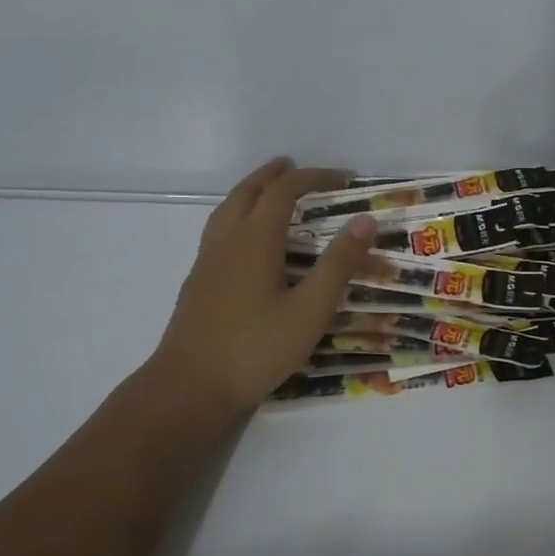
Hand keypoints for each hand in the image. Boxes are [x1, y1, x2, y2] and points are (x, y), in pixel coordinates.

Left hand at [150, 158, 375, 413]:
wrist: (189, 388)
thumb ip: (338, 264)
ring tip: (268, 192)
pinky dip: (237, 215)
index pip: (284, 191)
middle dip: (274, 175)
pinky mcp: (198, 283)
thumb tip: (365, 220)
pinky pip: (218, 230)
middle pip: (248, 192)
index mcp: (255, 240)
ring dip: (250, 192)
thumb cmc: (256, 349)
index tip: (344, 178)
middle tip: (295, 168)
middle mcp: (227, 241)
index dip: (314, 177)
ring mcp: (207, 262)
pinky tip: (246, 241)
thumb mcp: (310, 310)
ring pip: (227, 209)